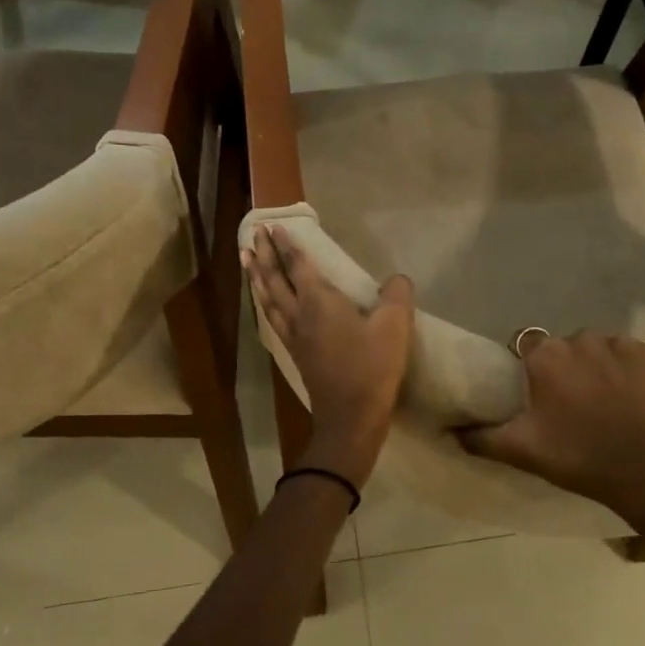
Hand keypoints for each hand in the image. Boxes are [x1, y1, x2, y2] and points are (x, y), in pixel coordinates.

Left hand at [243, 225, 414, 491]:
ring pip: (268, 299)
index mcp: (319, 302)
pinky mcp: (295, 354)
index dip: (286, 245)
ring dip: (258, 277)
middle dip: (264, 255)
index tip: (273, 226)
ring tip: (246, 261)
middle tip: (253, 235)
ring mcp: (293, 336)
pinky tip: (266, 304)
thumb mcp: (394, 327)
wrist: (350, 418)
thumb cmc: (371, 368)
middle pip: (275, 279)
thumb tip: (398, 279)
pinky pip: (273, 318)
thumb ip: (397, 296)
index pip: (298, 265)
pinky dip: (265, 302)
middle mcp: (299, 314)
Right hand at [458, 332, 644, 542]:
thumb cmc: (580, 458)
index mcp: (546, 355)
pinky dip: (631, 371)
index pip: (527, 346)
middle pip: (566, 347)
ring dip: (599, 367)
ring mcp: (622, 344)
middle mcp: (582, 339)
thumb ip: (481, 437)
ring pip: (600, 348)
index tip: (537, 394)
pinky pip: (633, 355)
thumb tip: (450, 431)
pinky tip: (634, 398)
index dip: (531, 369)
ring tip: (605, 402)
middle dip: (566, 368)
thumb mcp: (523, 451)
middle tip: (571, 404)